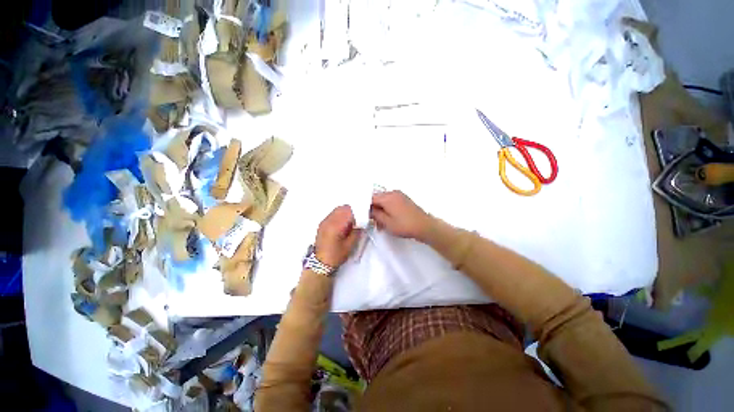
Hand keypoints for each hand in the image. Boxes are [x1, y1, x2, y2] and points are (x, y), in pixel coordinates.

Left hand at [314, 205, 360, 267]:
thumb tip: (362, 223)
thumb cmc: (336, 255)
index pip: (349, 211)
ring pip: (337, 210)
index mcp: (336, 225)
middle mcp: (329, 220)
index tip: (364, 217)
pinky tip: (342, 225)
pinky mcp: (322, 224)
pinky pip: (332, 214)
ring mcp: (324, 221)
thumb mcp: (350, 245)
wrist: (319, 263)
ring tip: (350, 222)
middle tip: (358, 219)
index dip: (358, 212)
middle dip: (352, 211)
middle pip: (343, 208)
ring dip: (345, 213)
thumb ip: (357, 231)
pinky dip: (339, 216)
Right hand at [370, 191, 433, 240]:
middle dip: (374, 209)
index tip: (364, 216)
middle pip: (377, 198)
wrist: (424, 226)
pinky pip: (391, 201)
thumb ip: (375, 214)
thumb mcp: (387, 222)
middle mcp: (393, 193)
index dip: (366, 207)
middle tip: (373, 221)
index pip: (370, 198)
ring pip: (384, 200)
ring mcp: (399, 195)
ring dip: (381, 210)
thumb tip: (369, 210)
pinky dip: (387, 209)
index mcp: (387, 197)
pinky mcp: (404, 199)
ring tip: (381, 223)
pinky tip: (388, 219)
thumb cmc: (404, 225)